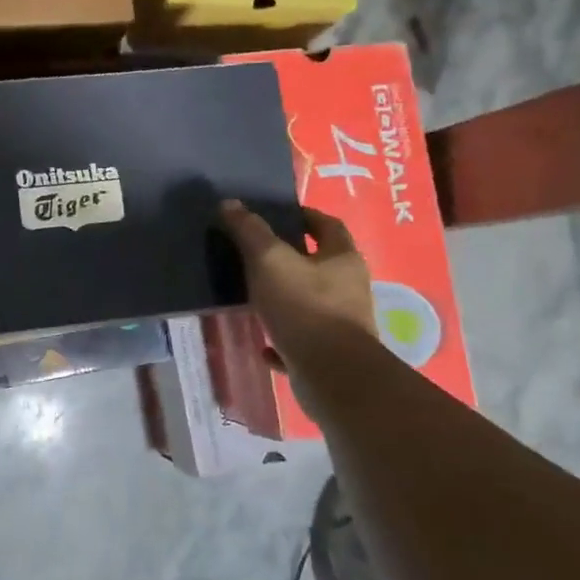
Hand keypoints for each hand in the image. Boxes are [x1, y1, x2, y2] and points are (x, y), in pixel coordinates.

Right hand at [219, 199, 375, 364]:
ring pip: (310, 304)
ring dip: (285, 299)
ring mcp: (341, 325)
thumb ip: (250, 231)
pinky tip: (262, 346)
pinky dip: (282, 339)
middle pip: (321, 265)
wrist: (333, 376)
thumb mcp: (269, 261)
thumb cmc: (304, 307)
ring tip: (253, 298)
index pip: (328, 225)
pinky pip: (302, 341)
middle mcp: (349, 289)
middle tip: (256, 254)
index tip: (279, 214)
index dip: (305, 216)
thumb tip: (230, 204)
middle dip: (292, 259)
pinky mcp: (329, 356)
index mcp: (342, 259)